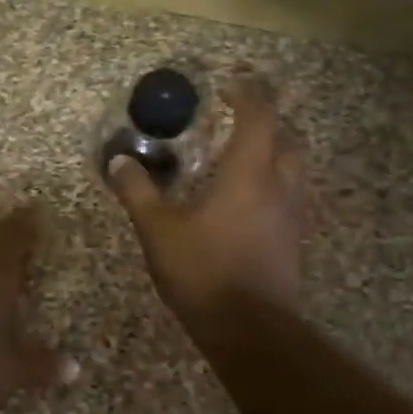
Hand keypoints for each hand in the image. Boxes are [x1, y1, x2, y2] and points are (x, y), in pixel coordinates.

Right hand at [108, 78, 305, 325]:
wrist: (250, 330)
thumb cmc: (203, 270)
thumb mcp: (158, 230)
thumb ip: (138, 192)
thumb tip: (119, 160)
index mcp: (249, 174)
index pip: (260, 117)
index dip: (248, 93)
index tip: (228, 83)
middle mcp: (279, 187)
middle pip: (287, 139)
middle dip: (267, 120)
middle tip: (237, 117)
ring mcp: (291, 216)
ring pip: (293, 169)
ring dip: (273, 151)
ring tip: (241, 154)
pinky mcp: (291, 241)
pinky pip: (288, 196)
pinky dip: (272, 183)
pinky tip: (245, 199)